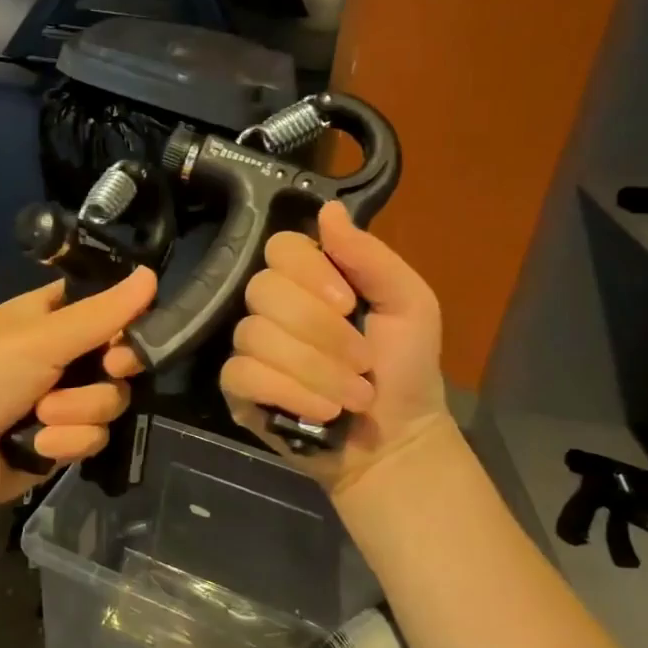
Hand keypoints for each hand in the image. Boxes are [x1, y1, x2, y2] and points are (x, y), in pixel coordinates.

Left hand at [0, 267, 157, 519]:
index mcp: (52, 318)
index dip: (128, 321)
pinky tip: (35, 447)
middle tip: (105, 369)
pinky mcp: (61, 443)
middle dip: (108, 372)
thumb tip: (152, 275)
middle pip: (121, 360)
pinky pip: (93, 438)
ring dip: (78, 411)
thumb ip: (102, 313)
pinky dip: (66, 443)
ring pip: (111, 402)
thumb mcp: (41, 337)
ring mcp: (62, 402)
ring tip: (41, 415)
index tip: (133, 333)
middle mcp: (62, 357)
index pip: (108, 309)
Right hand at [106, 202, 453, 499]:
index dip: (310, 273)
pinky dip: (289, 392)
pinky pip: (241, 374)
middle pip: (264, 289)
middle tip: (363, 361)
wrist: (397, 439)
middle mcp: (273, 306)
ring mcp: (251, 347)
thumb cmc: (406, 367)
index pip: (280, 247)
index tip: (348, 303)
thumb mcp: (409, 304)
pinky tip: (322, 410)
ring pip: (254, 335)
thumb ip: (370, 256)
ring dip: (316, 370)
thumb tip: (327, 208)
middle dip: (321, 332)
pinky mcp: (238, 389)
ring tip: (353, 396)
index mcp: (311, 278)